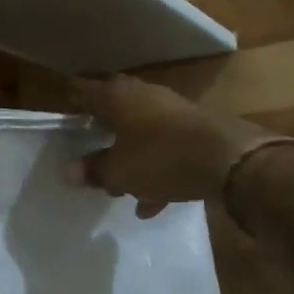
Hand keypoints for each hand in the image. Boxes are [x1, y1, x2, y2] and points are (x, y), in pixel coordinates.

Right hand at [70, 75, 277, 218]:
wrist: (230, 160)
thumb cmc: (161, 158)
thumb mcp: (119, 171)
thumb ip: (93, 170)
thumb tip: (69, 170)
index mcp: (118, 97)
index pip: (84, 91)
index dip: (71, 102)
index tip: (63, 118)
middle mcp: (144, 96)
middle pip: (114, 112)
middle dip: (102, 135)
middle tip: (90, 154)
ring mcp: (172, 111)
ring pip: (141, 133)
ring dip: (130, 159)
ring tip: (121, 190)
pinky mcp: (194, 130)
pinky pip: (164, 149)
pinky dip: (155, 170)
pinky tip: (152, 202)